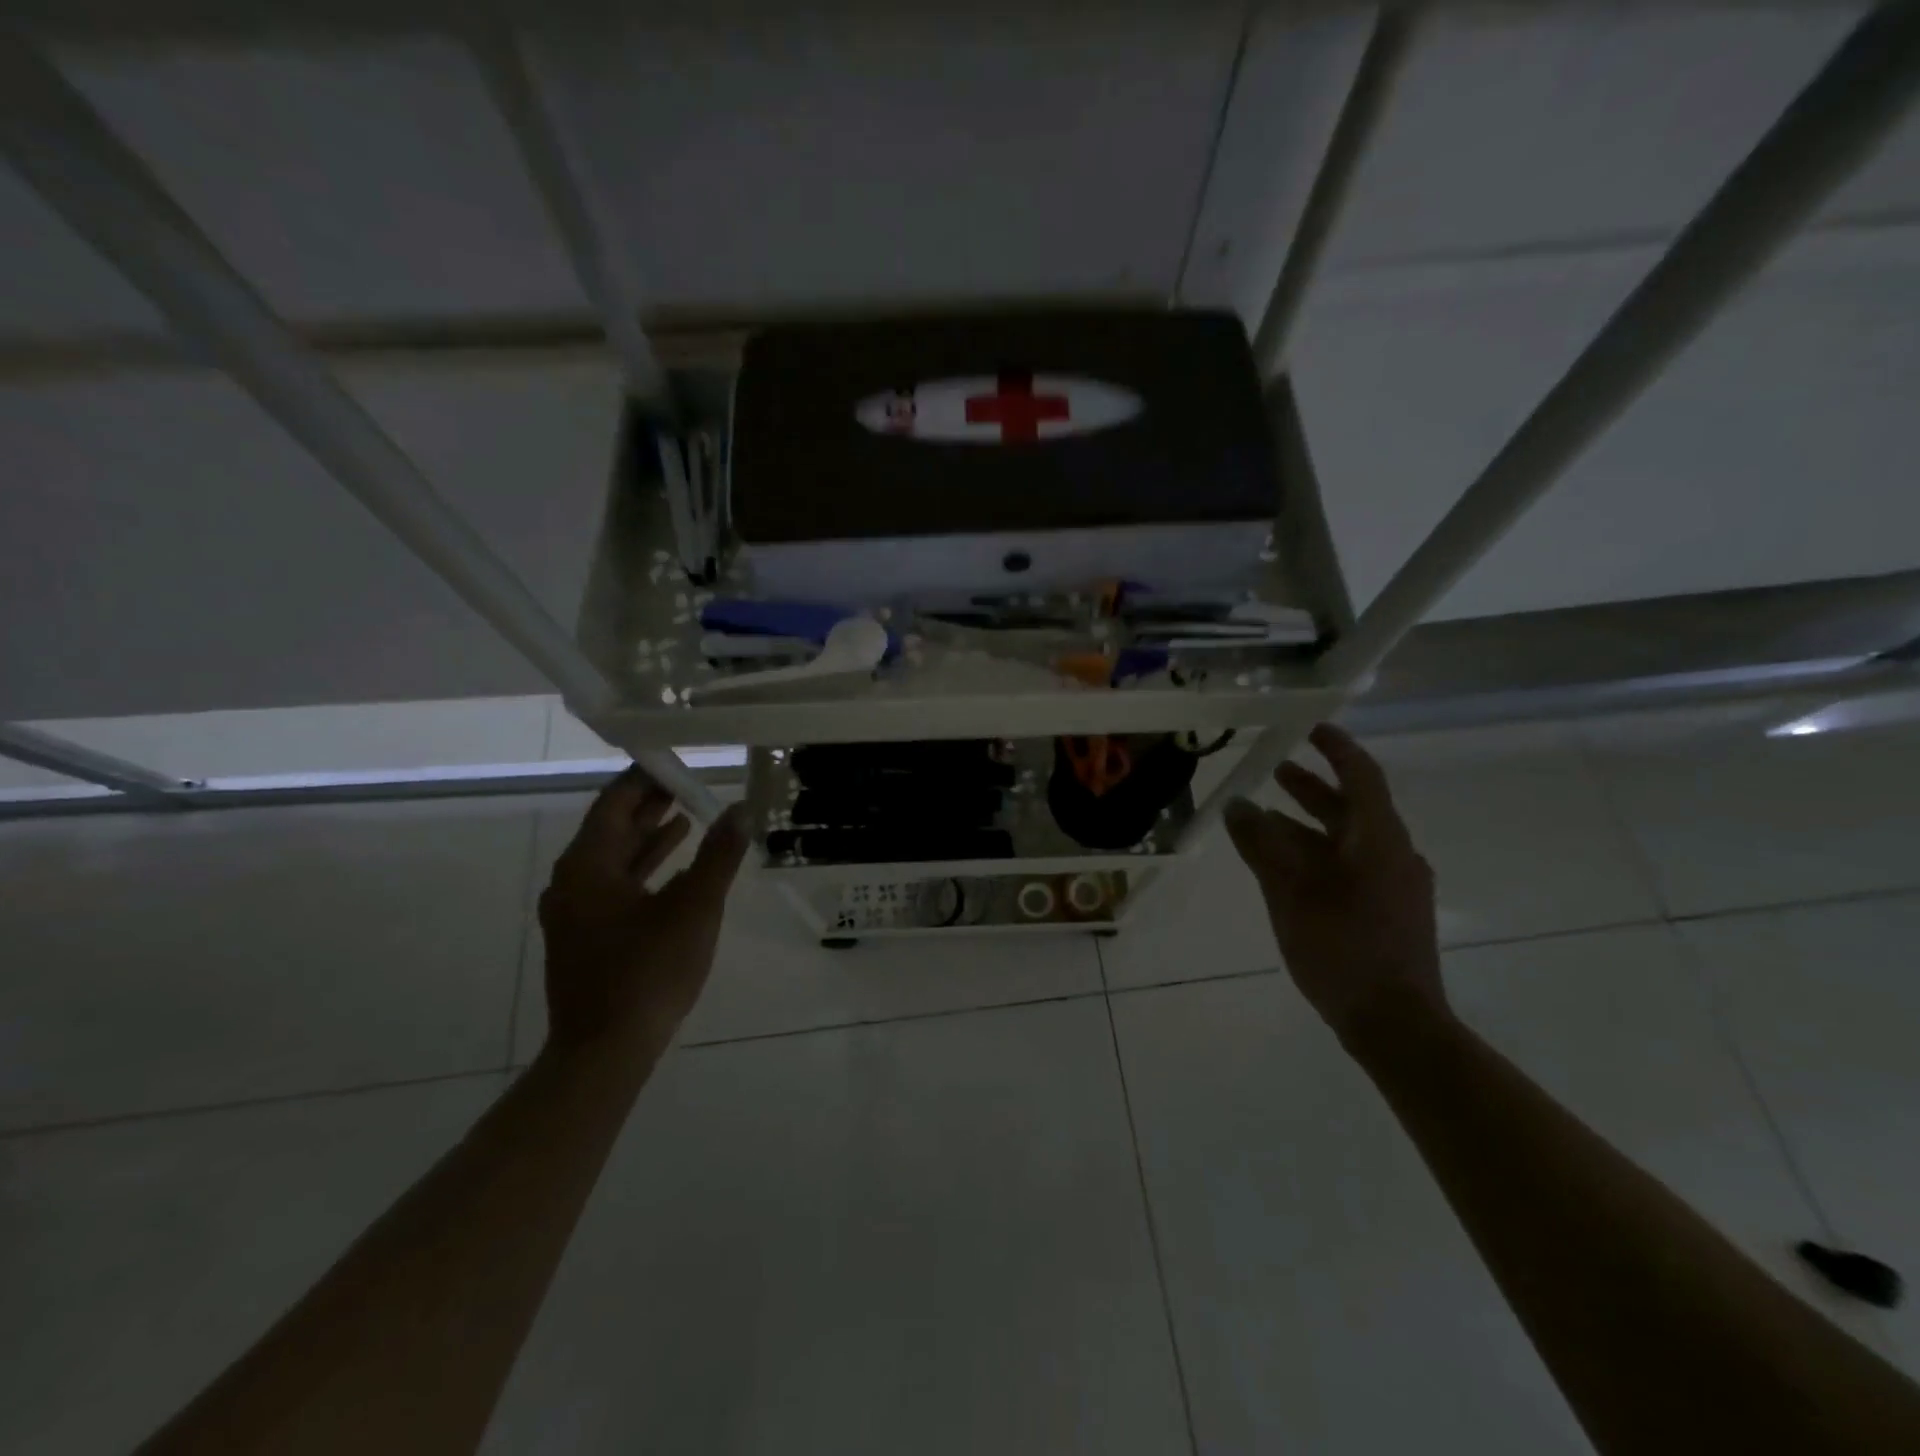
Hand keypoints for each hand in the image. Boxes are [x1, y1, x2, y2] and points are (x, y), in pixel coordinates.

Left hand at [538, 767, 749, 1059]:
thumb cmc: (648, 972)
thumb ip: (719, 855)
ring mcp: (574, 910)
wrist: (605, 1052)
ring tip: (687, 814)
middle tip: (689, 782)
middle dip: (649, 804)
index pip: (615, 801)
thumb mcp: (694, 908)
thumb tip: (742, 809)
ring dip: (648, 836)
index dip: (646, 777)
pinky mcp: (584, 935)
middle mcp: (571, 880)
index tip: (680, 760)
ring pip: (612, 858)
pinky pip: (613, 885)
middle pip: (611, 827)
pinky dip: (643, 868)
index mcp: (588, 865)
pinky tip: (674, 867)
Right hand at [1224, 723, 1448, 1051]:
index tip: (1309, 727)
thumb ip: (1261, 844)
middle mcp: (1393, 854)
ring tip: (1264, 820)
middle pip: (1352, 807)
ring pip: (1347, 840)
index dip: (1335, 747)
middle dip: (1311, 787)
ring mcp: (1395, 886)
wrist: (1395, 1024)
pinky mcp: (1388, 913)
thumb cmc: (1343, 947)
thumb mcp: (1290, 890)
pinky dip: (1317, 855)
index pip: (1360, 775)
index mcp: (1379, 839)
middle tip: (1274, 771)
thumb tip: (1237, 806)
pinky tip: (1286, 870)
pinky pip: (1350, 867)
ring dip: (1308, 825)